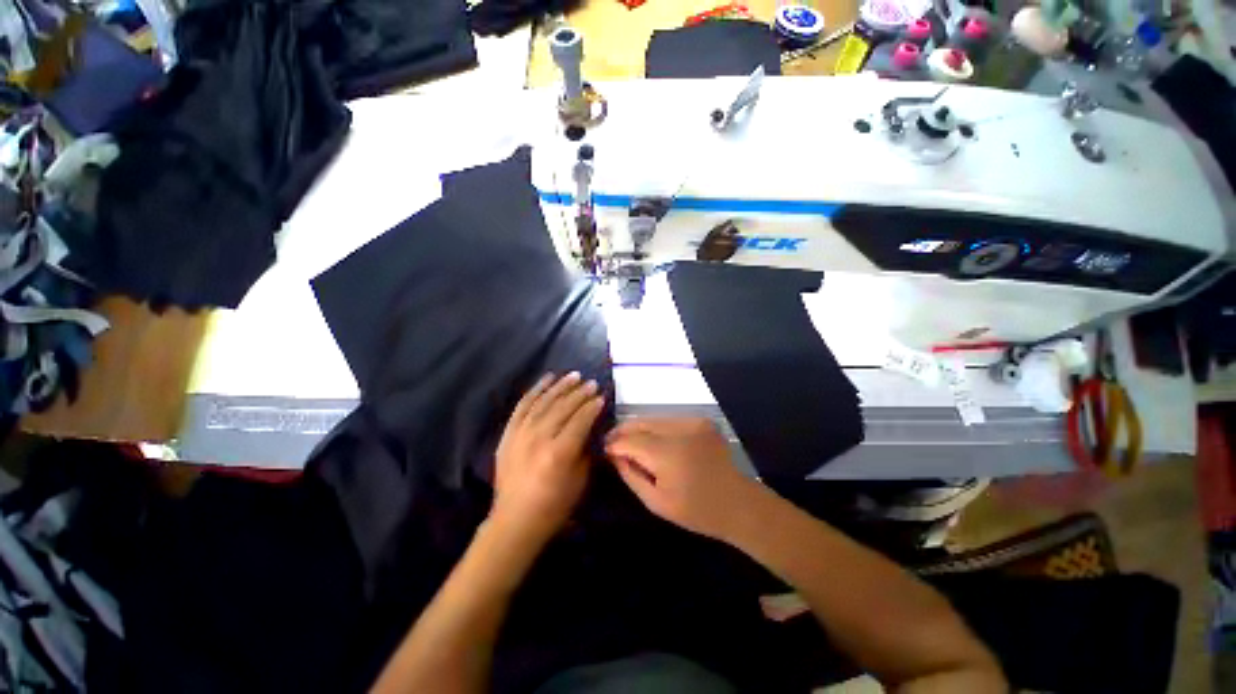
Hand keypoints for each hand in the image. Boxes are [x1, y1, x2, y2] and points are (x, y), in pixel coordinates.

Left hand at [491, 372, 604, 548]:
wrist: (514, 521)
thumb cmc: (554, 505)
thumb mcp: (580, 480)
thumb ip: (586, 450)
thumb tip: (591, 428)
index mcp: (559, 452)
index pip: (580, 420)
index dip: (592, 406)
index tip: (602, 396)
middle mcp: (539, 437)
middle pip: (563, 407)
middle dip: (580, 393)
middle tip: (592, 382)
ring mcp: (521, 433)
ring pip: (544, 401)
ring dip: (560, 386)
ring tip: (573, 375)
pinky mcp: (509, 433)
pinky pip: (523, 405)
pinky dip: (536, 390)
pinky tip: (547, 379)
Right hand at [605, 418, 761, 540]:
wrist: (737, 503)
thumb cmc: (695, 510)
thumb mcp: (655, 501)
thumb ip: (630, 474)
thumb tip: (613, 455)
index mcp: (667, 453)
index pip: (630, 440)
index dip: (614, 443)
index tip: (603, 449)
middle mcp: (679, 429)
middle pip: (640, 422)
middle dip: (622, 431)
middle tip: (611, 441)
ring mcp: (692, 421)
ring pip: (653, 418)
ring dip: (638, 428)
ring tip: (629, 441)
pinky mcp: (701, 420)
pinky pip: (669, 420)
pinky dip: (657, 428)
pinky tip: (653, 440)